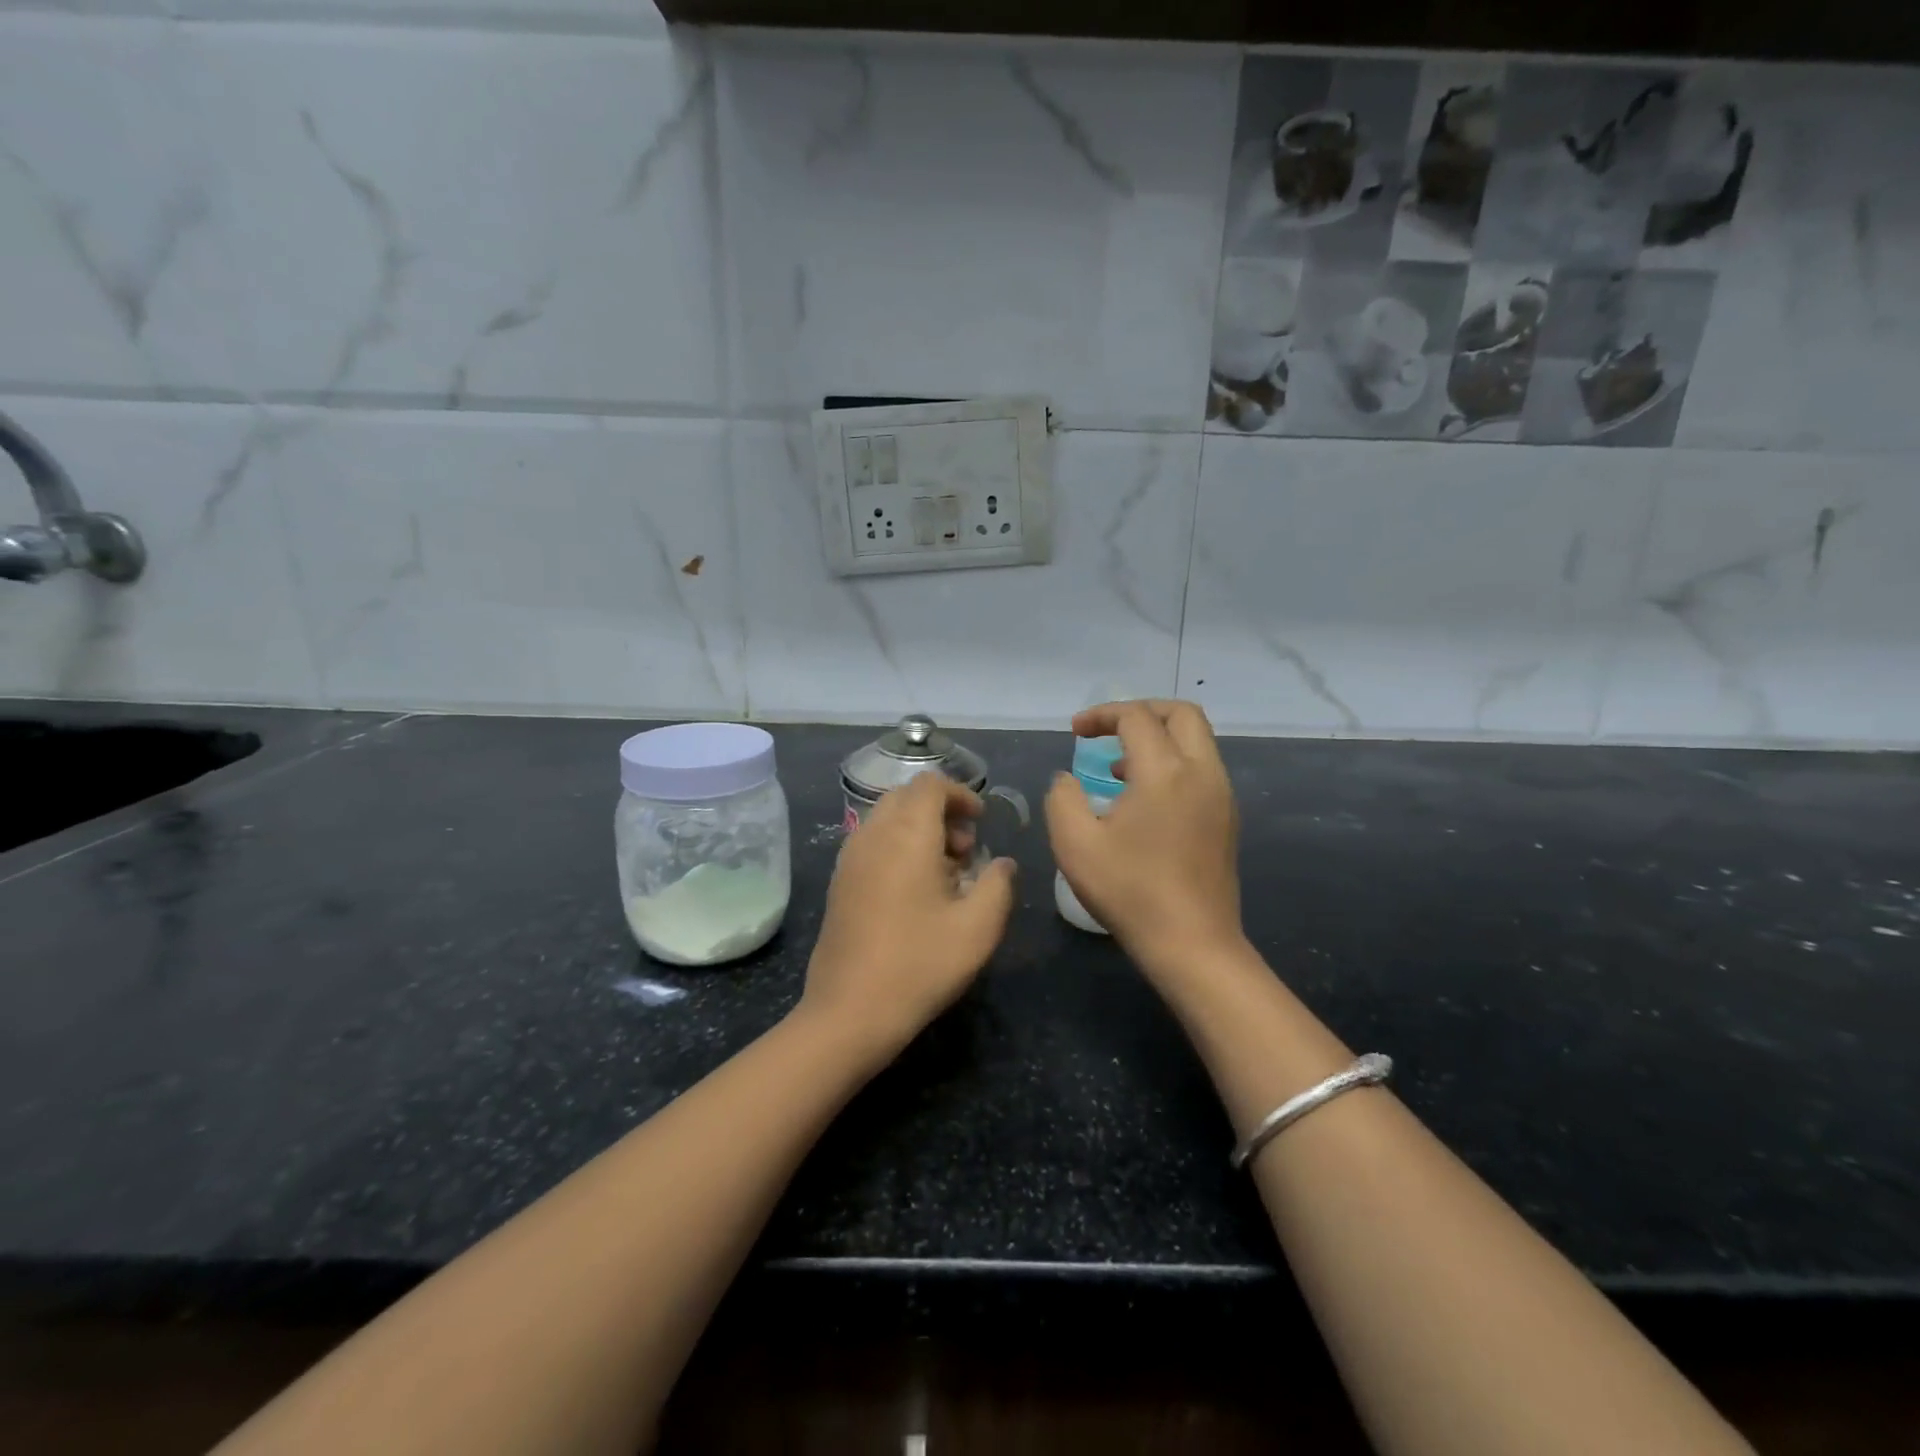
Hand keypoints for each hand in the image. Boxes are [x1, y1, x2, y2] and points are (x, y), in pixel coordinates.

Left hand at [799, 772, 1016, 1060]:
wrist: (849, 1011)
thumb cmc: (920, 964)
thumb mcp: (978, 928)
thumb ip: (999, 884)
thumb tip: (1003, 863)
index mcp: (906, 834)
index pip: (930, 785)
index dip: (960, 794)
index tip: (981, 822)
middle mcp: (872, 834)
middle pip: (907, 798)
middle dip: (941, 812)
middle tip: (966, 850)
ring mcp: (850, 858)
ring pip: (887, 820)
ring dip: (919, 830)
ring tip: (945, 873)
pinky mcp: (839, 882)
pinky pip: (872, 843)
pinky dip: (897, 847)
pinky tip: (915, 891)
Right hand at [1045, 700, 1244, 979]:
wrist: (1193, 944)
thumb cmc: (1130, 892)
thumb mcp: (1075, 844)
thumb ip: (1062, 798)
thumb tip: (1067, 779)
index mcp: (1165, 772)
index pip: (1136, 717)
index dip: (1102, 715)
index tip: (1075, 732)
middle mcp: (1202, 773)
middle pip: (1182, 714)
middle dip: (1141, 712)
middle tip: (1108, 731)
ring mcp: (1221, 796)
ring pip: (1197, 741)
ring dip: (1158, 739)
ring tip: (1118, 769)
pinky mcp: (1227, 819)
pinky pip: (1202, 769)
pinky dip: (1173, 763)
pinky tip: (1144, 799)